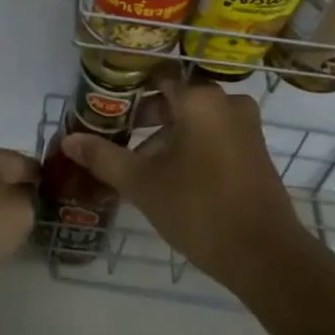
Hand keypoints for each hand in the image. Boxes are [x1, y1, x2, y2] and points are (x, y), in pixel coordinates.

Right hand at [61, 69, 309, 287]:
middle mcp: (227, 103)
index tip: (105, 107)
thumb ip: (104, 157)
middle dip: (145, 118)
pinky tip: (169, 178)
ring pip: (195, 121)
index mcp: (200, 100)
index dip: (128, 91)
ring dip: (166, 137)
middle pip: (176, 100)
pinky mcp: (255, 152)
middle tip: (116, 137)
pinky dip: (190, 148)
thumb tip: (69, 140)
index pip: (157, 78)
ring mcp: (246, 128)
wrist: (266, 256)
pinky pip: (214, 136)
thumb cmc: (199, 209)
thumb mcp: (142, 183)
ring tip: (138, 166)